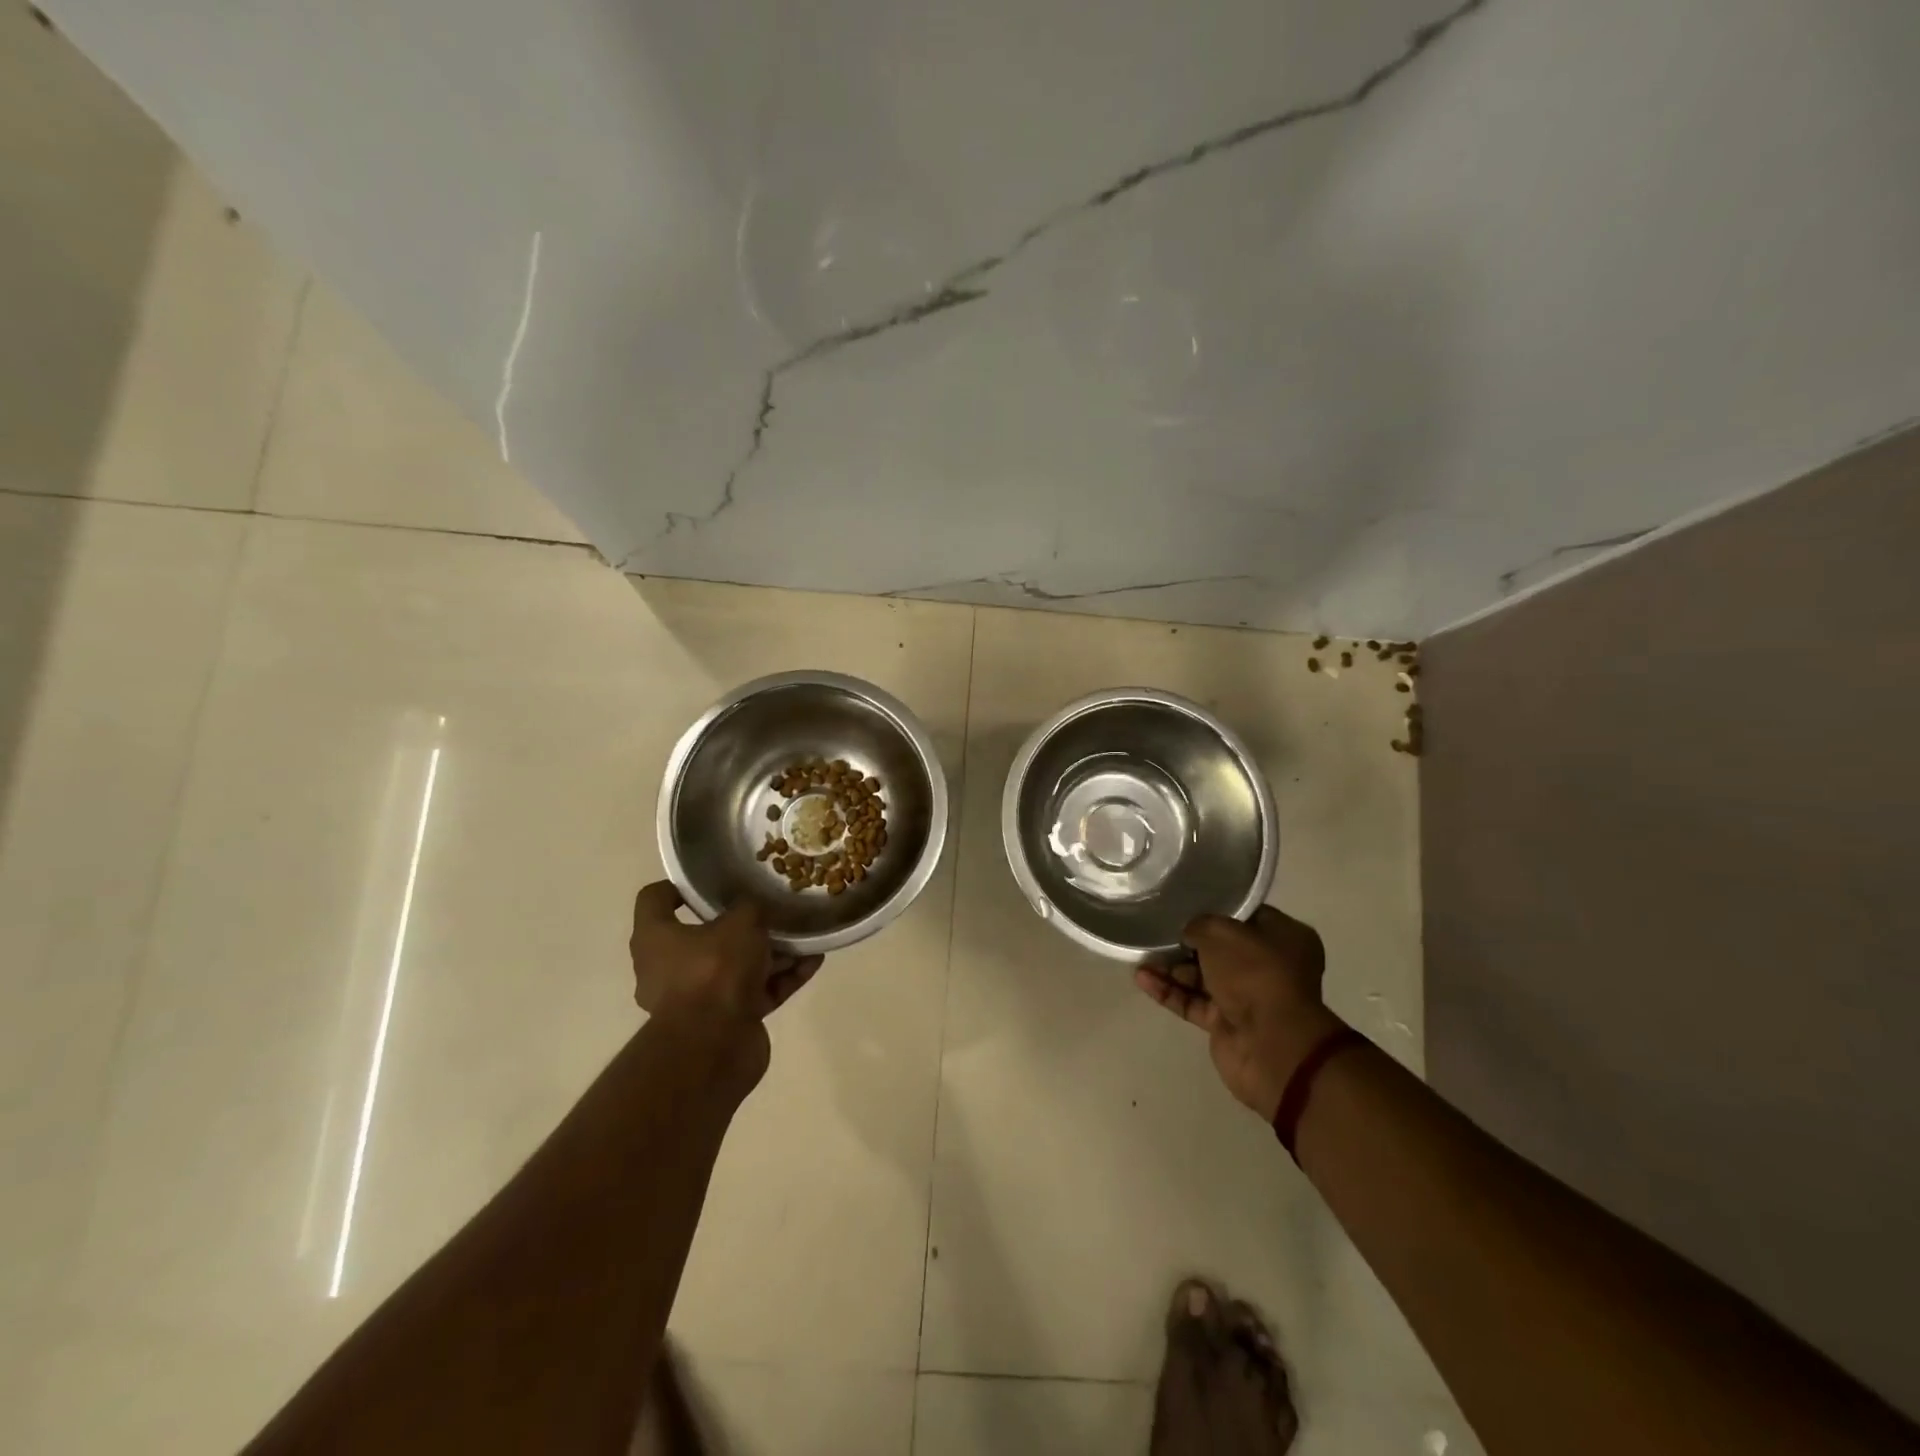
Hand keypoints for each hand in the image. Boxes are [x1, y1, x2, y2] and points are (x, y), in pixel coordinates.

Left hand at [628, 881, 823, 1025]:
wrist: (715, 1047)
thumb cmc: (714, 970)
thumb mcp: (740, 922)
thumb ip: (750, 909)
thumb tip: (754, 909)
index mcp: (655, 939)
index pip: (655, 900)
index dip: (679, 886)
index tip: (711, 881)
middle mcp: (669, 968)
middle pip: (706, 936)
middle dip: (743, 925)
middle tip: (771, 909)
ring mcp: (699, 999)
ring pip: (738, 966)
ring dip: (772, 952)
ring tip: (805, 934)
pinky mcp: (727, 1021)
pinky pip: (758, 991)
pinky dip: (783, 978)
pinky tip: (813, 962)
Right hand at [1136, 906, 1344, 1120]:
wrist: (1270, 1046)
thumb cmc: (1255, 974)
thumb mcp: (1221, 932)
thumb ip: (1198, 925)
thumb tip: (1188, 932)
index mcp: (1284, 937)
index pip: (1244, 915)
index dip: (1215, 908)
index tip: (1184, 903)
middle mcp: (1268, 966)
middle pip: (1221, 948)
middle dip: (1186, 941)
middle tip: (1155, 929)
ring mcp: (1247, 996)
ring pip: (1202, 976)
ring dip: (1171, 967)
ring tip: (1140, 955)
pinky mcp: (1226, 1023)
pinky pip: (1192, 1001)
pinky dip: (1169, 991)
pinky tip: (1141, 979)